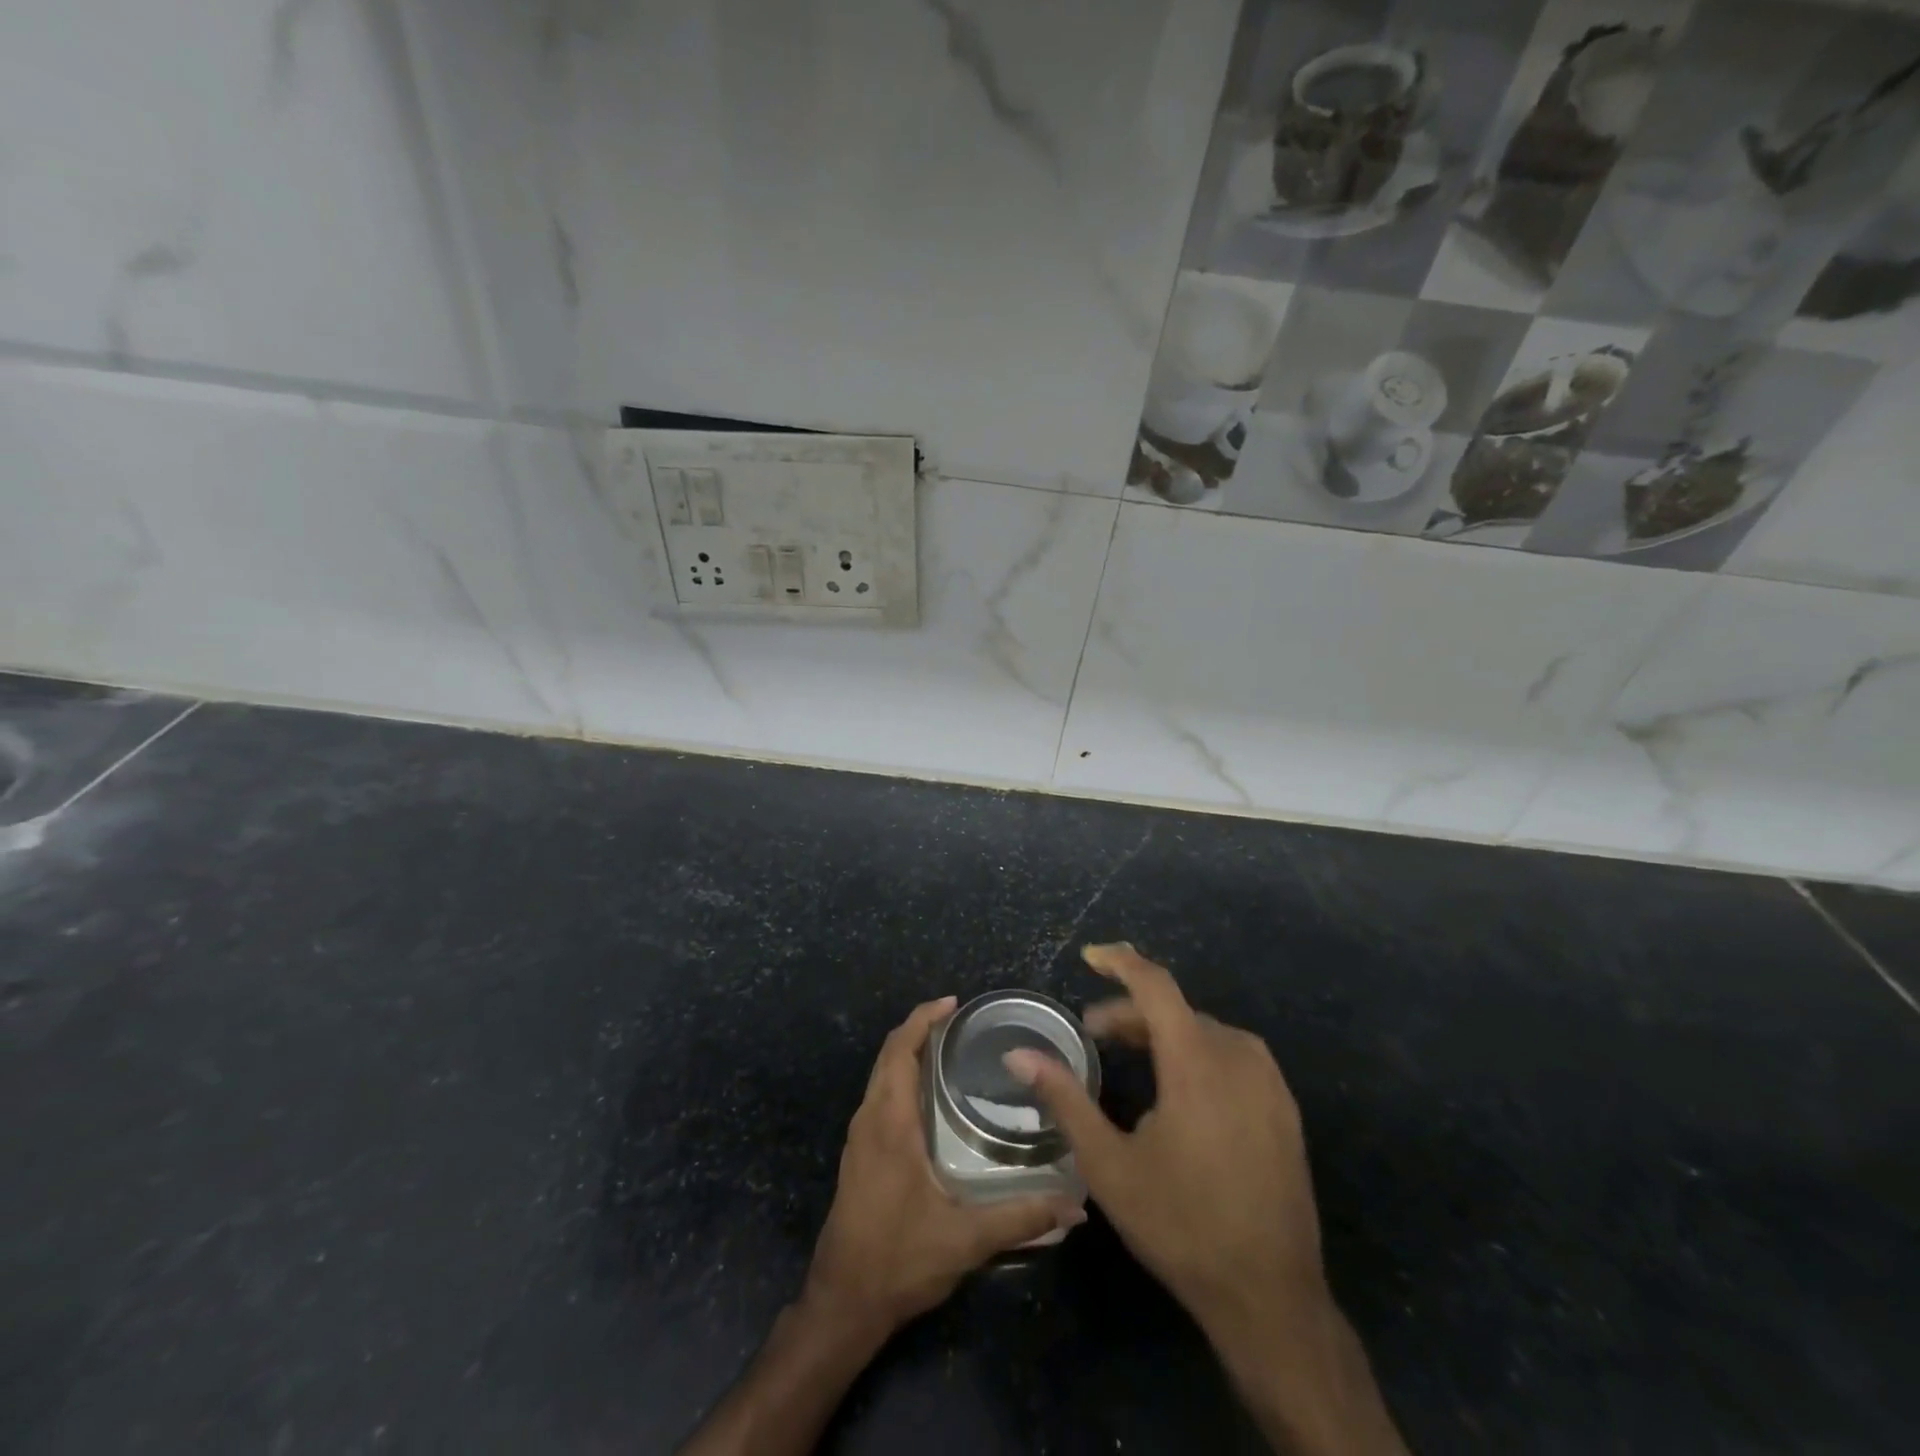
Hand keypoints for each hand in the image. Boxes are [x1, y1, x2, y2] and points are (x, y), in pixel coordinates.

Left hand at [802, 996, 1085, 1340]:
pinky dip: (900, 1076)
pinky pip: (879, 1095)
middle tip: (959, 1020)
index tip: (953, 1003)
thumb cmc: (899, 1260)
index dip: (923, 1019)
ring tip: (948, 1048)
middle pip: (889, 1055)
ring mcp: (859, 1137)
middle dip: (919, 1029)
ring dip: (908, 1052)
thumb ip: (1021, 1218)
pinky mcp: (859, 1154)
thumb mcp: (965, 1240)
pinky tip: (928, 1095)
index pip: (900, 1051)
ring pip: (881, 1075)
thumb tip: (1076, 1206)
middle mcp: (869, 1119)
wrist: (842, 1303)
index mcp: (890, 1123)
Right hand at [1004, 945, 1321, 1345]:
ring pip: (1206, 1031)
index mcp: (1196, 1062)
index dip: (1121, 962)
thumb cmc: (1180, 1224)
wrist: (1270, 1297)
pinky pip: (1233, 1055)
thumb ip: (1064, 1098)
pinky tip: (1180, 1087)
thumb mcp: (1108, 1163)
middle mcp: (1238, 1057)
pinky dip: (1197, 1051)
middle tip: (1095, 1033)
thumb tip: (1018, 1053)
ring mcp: (1269, 1083)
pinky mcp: (1285, 1108)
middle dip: (1132, 1012)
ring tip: (1132, 1056)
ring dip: (1164, 1032)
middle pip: (1177, 1010)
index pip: (1156, 985)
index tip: (1090, 956)